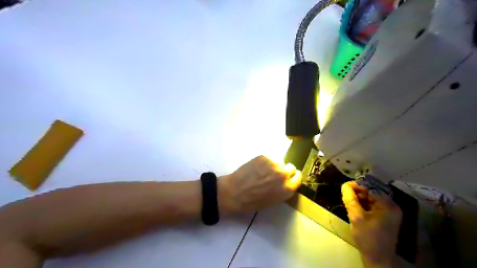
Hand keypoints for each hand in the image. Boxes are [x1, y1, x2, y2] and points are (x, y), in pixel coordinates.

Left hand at [218, 155, 298, 212]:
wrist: (234, 192)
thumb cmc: (252, 202)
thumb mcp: (272, 201)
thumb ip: (282, 191)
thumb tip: (285, 183)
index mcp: (287, 189)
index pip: (298, 178)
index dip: (293, 178)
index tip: (289, 177)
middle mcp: (283, 175)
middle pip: (291, 168)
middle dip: (285, 170)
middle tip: (275, 174)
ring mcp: (274, 164)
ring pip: (280, 162)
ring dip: (275, 166)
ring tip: (264, 171)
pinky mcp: (264, 157)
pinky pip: (269, 158)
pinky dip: (265, 162)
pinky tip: (257, 168)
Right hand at [341, 180, 403, 265]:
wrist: (377, 259)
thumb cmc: (368, 237)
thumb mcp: (356, 217)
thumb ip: (350, 199)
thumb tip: (344, 185)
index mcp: (388, 205)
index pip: (371, 188)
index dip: (357, 185)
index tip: (344, 187)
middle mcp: (391, 206)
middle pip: (372, 192)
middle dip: (358, 192)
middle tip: (345, 195)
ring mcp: (388, 212)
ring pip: (371, 199)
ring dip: (359, 198)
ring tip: (348, 201)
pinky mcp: (384, 217)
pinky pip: (372, 205)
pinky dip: (363, 204)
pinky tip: (354, 207)